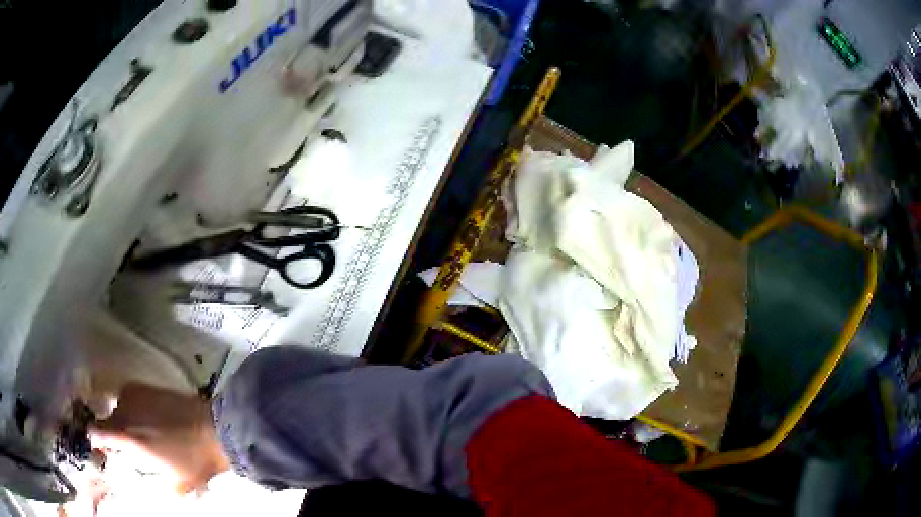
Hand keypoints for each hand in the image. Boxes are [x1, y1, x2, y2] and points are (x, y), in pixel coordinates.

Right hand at [91, 384, 229, 492]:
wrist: (214, 429)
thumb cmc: (194, 462)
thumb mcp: (173, 486)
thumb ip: (152, 487)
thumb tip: (140, 489)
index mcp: (127, 438)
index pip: (95, 431)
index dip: (95, 440)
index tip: (101, 448)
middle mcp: (124, 411)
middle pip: (106, 420)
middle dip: (112, 434)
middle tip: (127, 446)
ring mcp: (133, 395)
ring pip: (117, 409)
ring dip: (123, 420)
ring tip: (142, 432)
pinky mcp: (144, 385)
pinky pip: (128, 397)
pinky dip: (132, 407)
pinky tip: (148, 418)